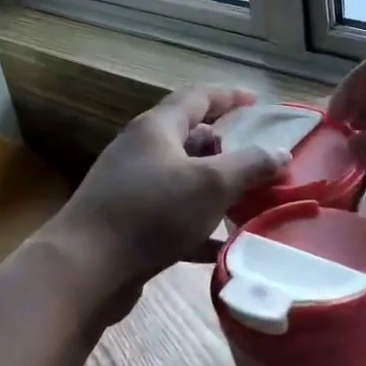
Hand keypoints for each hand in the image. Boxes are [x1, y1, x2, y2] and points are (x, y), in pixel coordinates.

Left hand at [45, 86, 287, 323]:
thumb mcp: (211, 184)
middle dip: (227, 148)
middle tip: (257, 160)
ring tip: (248, 200)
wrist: (84, 269)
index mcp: (157, 128)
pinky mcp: (128, 223)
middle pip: (190, 137)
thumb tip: (281, 153)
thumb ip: (250, 166)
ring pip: (184, 179)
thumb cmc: (151, 212)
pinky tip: (222, 244)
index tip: (257, 102)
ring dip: (216, 188)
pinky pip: (173, 215)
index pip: (198, 97)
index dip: (230, 96)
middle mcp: (142, 150)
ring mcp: (132, 187)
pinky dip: (199, 224)